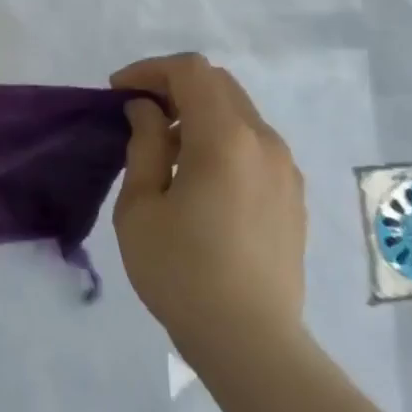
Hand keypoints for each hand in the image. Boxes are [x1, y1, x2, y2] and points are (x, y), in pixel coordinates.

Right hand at [110, 52, 306, 354]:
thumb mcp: (141, 207)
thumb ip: (144, 146)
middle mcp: (264, 142)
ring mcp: (285, 169)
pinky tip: (199, 179)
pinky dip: (221, 140)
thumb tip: (148, 112)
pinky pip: (254, 145)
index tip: (118, 92)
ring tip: (165, 150)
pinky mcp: (292, 196)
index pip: (191, 71)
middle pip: (219, 85)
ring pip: (239, 114)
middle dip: (173, 87)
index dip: (150, 70)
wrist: (250, 341)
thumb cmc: (181, 272)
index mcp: (226, 139)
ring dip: (199, 114)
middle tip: (137, 114)